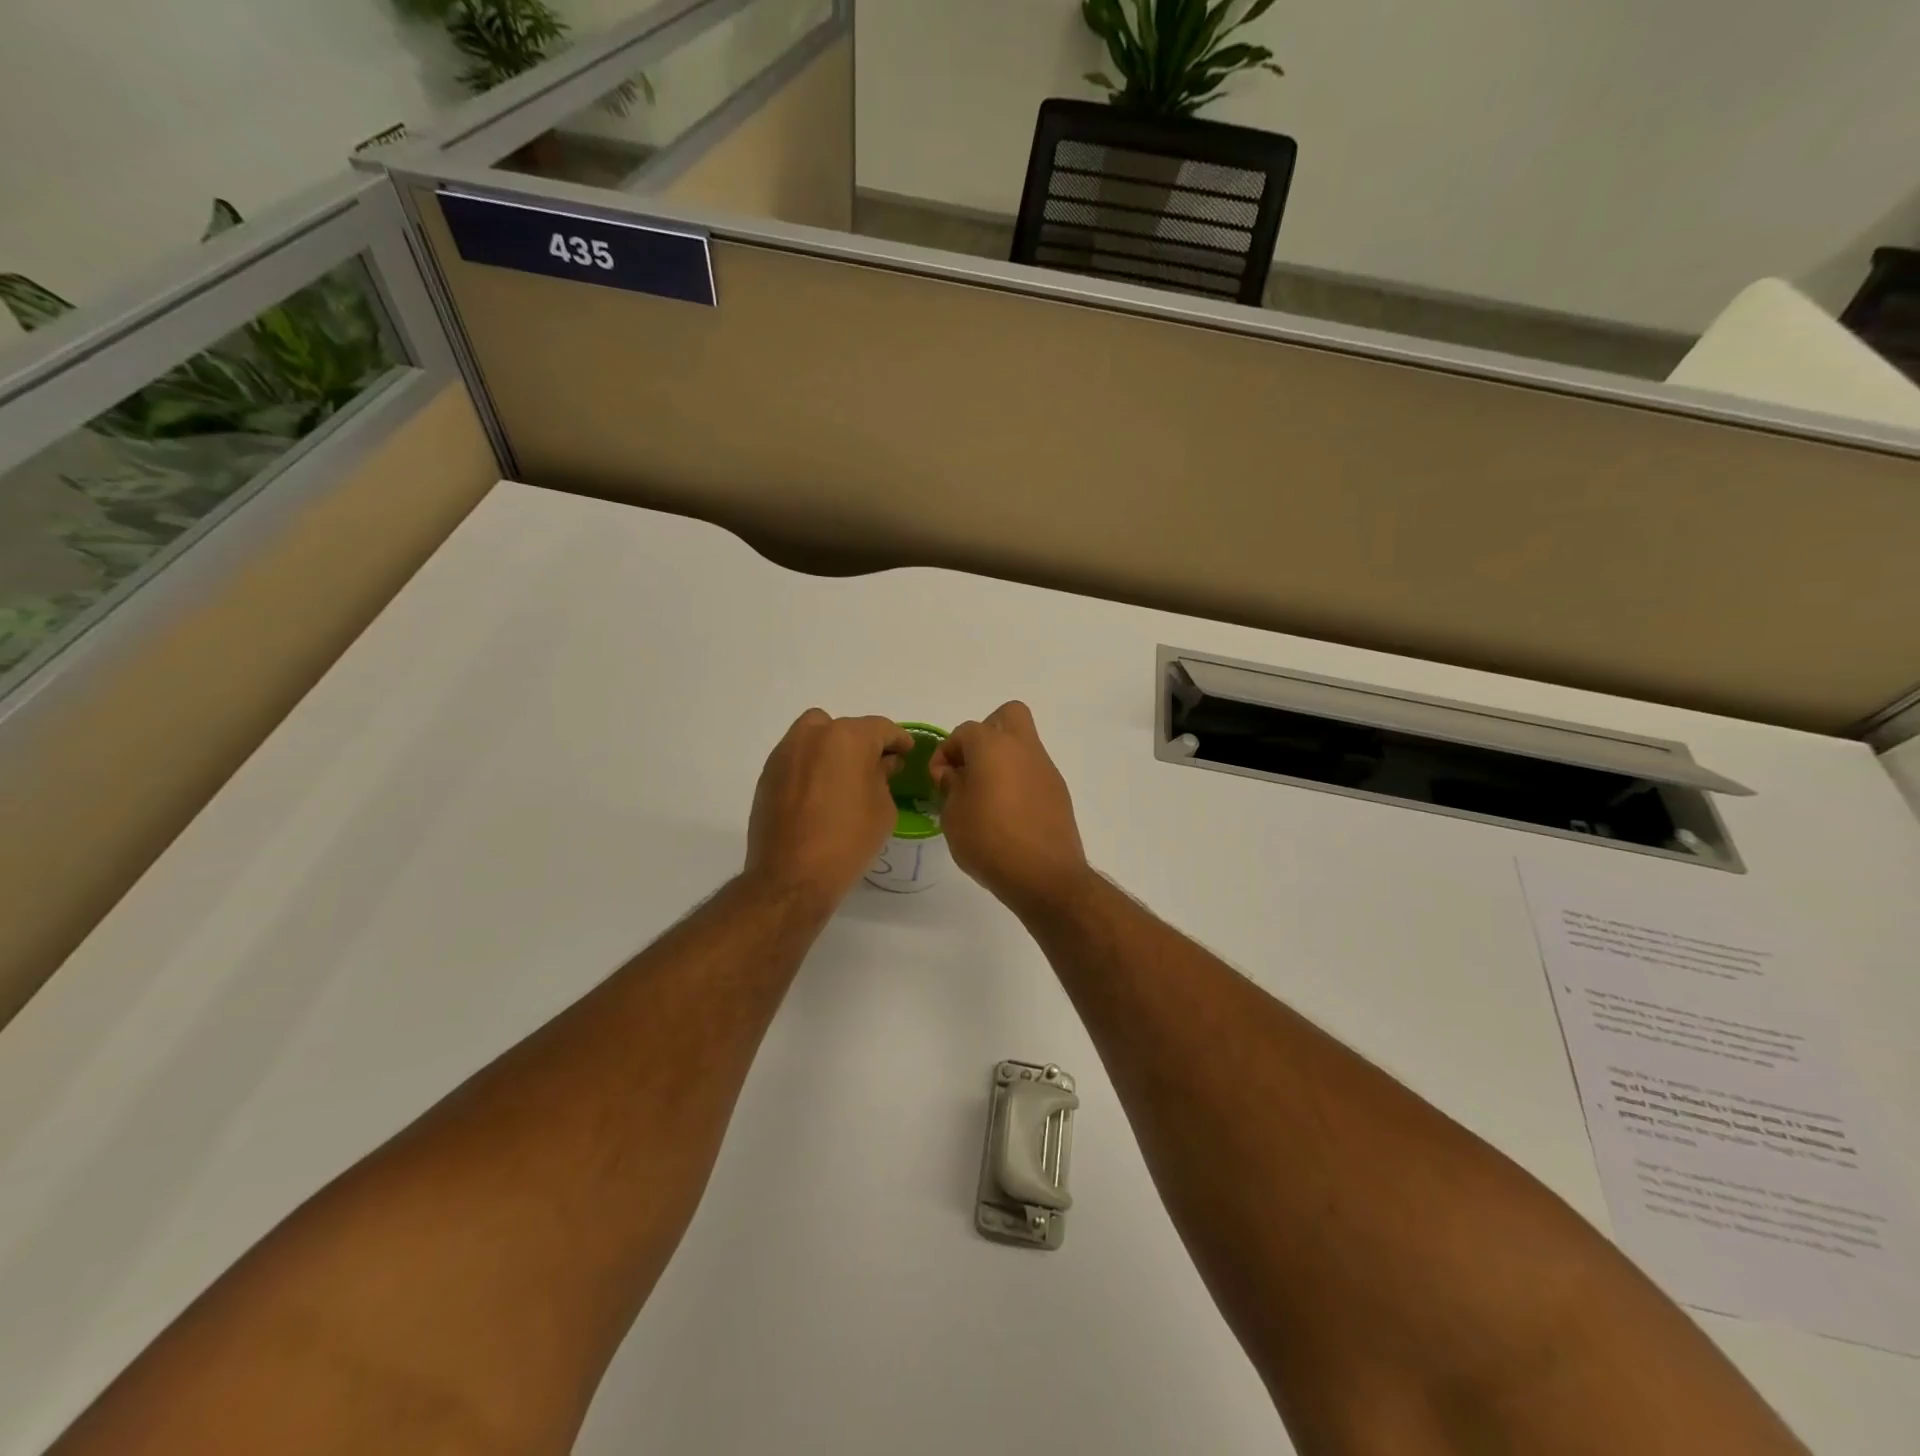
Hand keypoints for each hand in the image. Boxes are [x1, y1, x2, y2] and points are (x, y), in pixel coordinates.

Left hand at [746, 710, 911, 908]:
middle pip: (844, 728)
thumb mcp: (883, 808)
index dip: (898, 740)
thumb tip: (880, 763)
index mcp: (848, 738)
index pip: (881, 728)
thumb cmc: (848, 840)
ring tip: (843, 777)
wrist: (792, 876)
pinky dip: (811, 766)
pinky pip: (797, 758)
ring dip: (832, 749)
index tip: (906, 752)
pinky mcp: (768, 774)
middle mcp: (813, 735)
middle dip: (862, 743)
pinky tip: (819, 793)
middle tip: (874, 767)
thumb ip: (883, 776)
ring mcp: (786, 753)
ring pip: (814, 736)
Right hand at [929, 701, 1091, 916]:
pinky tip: (1008, 814)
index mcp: (993, 746)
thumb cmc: (989, 841)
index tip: (939, 781)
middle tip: (972, 765)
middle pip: (1008, 715)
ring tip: (986, 795)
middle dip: (986, 733)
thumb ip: (951, 787)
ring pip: (1023, 745)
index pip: (964, 731)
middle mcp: (1023, 748)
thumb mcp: (953, 816)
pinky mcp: (1059, 792)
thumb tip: (956, 775)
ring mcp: (1046, 769)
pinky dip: (1019, 781)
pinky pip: (1034, 772)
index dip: (946, 752)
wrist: (1045, 876)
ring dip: (1003, 759)